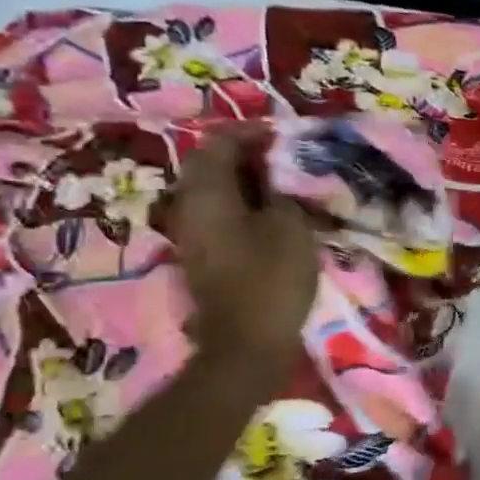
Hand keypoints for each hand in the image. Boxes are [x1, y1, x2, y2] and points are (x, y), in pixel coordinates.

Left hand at [166, 127, 320, 377]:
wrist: (245, 345)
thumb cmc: (270, 280)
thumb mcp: (290, 227)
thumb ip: (284, 193)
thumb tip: (278, 179)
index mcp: (206, 193)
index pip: (220, 143)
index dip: (252, 133)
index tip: (284, 136)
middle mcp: (188, 207)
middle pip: (212, 167)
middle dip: (249, 158)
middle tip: (287, 160)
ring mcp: (192, 235)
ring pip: (217, 193)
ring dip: (248, 184)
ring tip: (285, 187)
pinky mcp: (204, 258)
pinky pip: (221, 217)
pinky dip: (245, 208)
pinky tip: (274, 217)